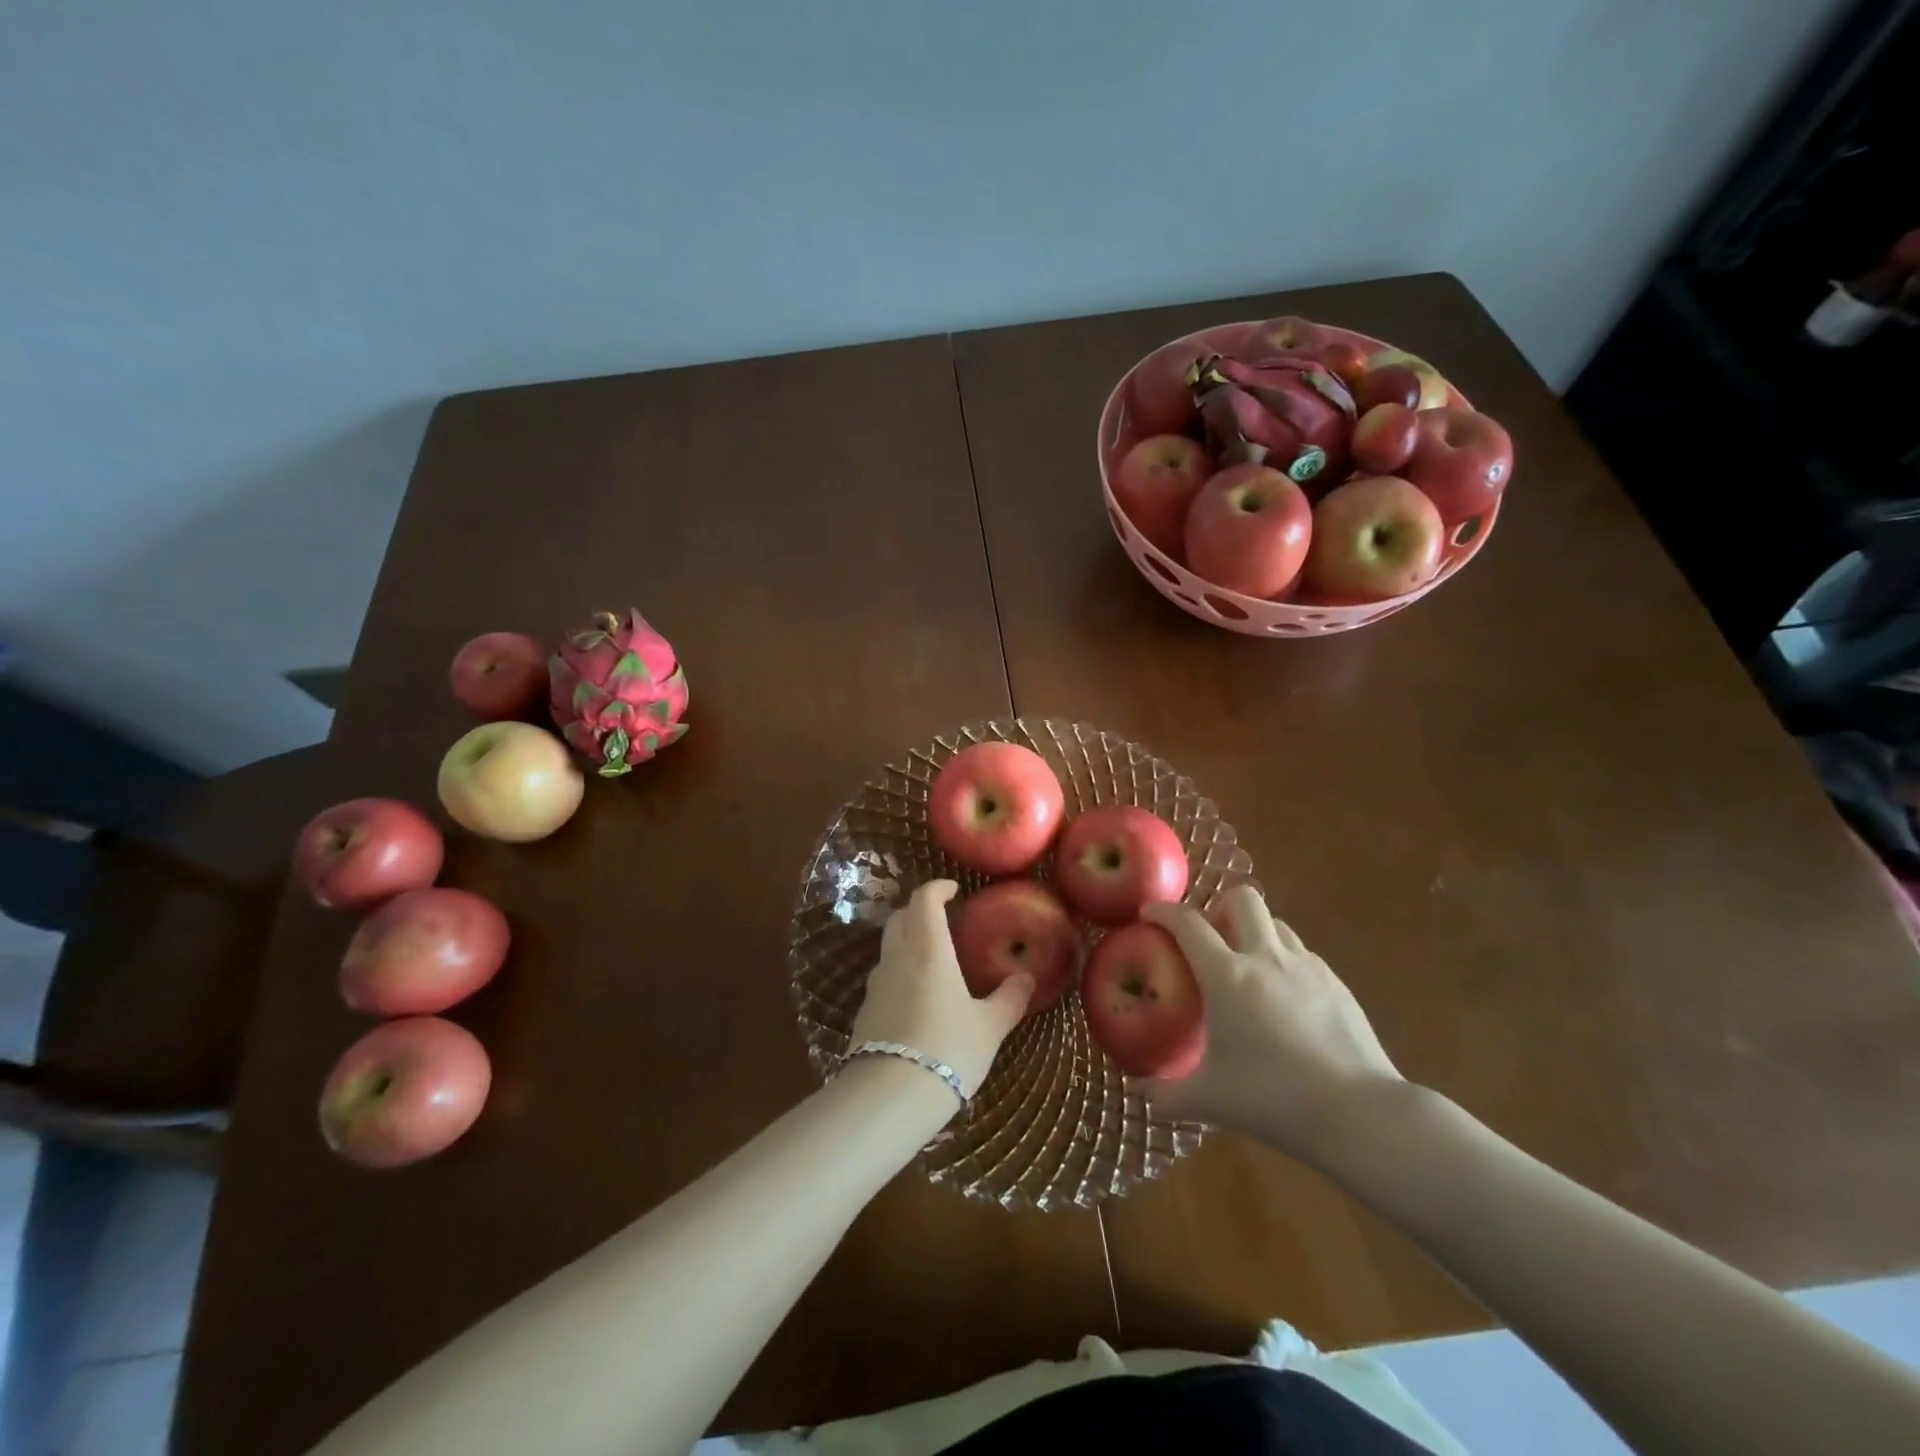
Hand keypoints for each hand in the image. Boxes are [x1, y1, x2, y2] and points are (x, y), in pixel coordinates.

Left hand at [850, 880, 1033, 1098]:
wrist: (889, 1097)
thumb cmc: (948, 1050)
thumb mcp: (989, 1027)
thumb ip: (1009, 998)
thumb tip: (1026, 977)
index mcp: (929, 950)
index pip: (924, 900)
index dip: (937, 888)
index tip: (953, 889)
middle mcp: (898, 957)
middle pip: (900, 917)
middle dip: (919, 910)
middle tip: (943, 919)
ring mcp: (876, 984)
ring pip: (888, 946)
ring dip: (907, 940)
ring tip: (933, 959)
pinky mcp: (865, 1010)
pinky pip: (883, 977)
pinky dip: (899, 972)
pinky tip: (916, 998)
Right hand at [1135, 886, 1401, 1158]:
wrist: (1360, 1114)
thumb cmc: (1273, 1099)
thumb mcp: (1209, 1100)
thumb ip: (1165, 1094)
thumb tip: (1139, 1092)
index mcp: (1227, 975)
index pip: (1187, 923)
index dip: (1163, 911)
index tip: (1149, 913)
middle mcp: (1265, 957)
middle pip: (1241, 899)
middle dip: (1218, 907)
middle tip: (1209, 937)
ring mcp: (1307, 967)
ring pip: (1275, 922)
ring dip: (1254, 931)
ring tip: (1246, 965)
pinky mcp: (1337, 984)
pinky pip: (1302, 953)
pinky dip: (1283, 960)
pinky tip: (1284, 998)